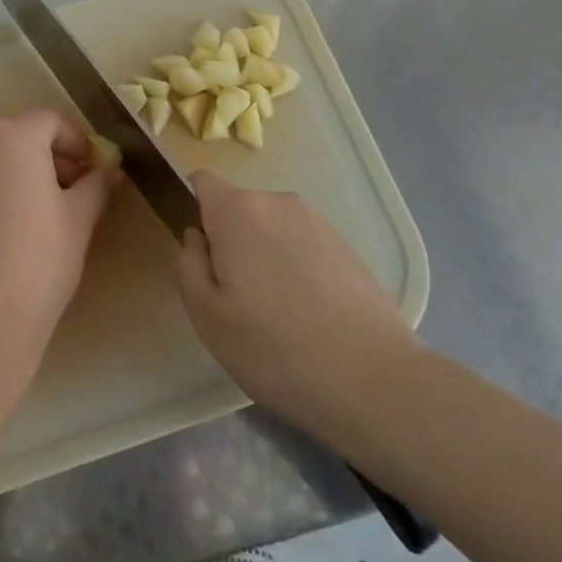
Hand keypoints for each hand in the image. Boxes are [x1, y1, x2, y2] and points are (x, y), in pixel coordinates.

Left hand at [0, 109, 116, 383]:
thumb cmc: (36, 263)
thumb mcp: (79, 221)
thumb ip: (96, 185)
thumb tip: (110, 170)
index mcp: (12, 135)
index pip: (52, 121)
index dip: (78, 142)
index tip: (95, 172)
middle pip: (20, 134)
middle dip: (50, 157)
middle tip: (75, 193)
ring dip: (21, 171)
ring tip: (43, 214)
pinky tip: (9, 228)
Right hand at [176, 172, 420, 453]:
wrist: (372, 380)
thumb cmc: (274, 348)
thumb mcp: (206, 315)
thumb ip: (188, 264)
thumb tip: (197, 236)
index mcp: (237, 210)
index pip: (202, 181)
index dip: (194, 209)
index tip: (201, 254)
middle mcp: (277, 202)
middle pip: (238, 209)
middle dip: (231, 241)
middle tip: (237, 298)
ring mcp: (317, 221)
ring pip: (272, 228)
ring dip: (265, 255)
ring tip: (277, 313)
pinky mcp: (346, 245)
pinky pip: (303, 244)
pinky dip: (296, 268)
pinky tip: (309, 315)